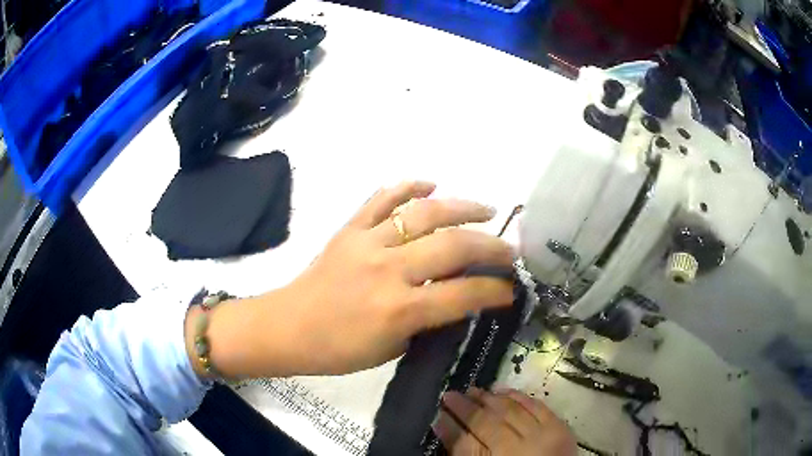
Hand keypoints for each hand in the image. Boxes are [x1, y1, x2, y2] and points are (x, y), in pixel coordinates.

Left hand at [195, 181, 514, 378]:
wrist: (288, 327)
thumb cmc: (338, 350)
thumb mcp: (392, 348)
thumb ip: (428, 320)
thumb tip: (458, 296)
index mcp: (399, 310)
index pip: (463, 294)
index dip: (495, 290)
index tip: (511, 288)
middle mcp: (388, 270)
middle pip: (453, 246)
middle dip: (491, 246)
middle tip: (509, 249)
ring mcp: (367, 242)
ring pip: (424, 213)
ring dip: (462, 207)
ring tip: (486, 210)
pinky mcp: (349, 228)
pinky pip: (382, 198)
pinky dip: (409, 186)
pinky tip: (431, 184)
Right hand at [435, 388, 576, 455]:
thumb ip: (465, 453)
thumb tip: (443, 426)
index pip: (463, 443)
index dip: (449, 427)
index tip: (438, 414)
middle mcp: (514, 450)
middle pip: (484, 423)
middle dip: (463, 407)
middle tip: (449, 394)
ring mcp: (539, 436)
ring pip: (508, 411)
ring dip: (488, 398)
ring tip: (473, 390)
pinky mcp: (558, 427)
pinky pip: (534, 405)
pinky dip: (517, 395)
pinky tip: (502, 390)